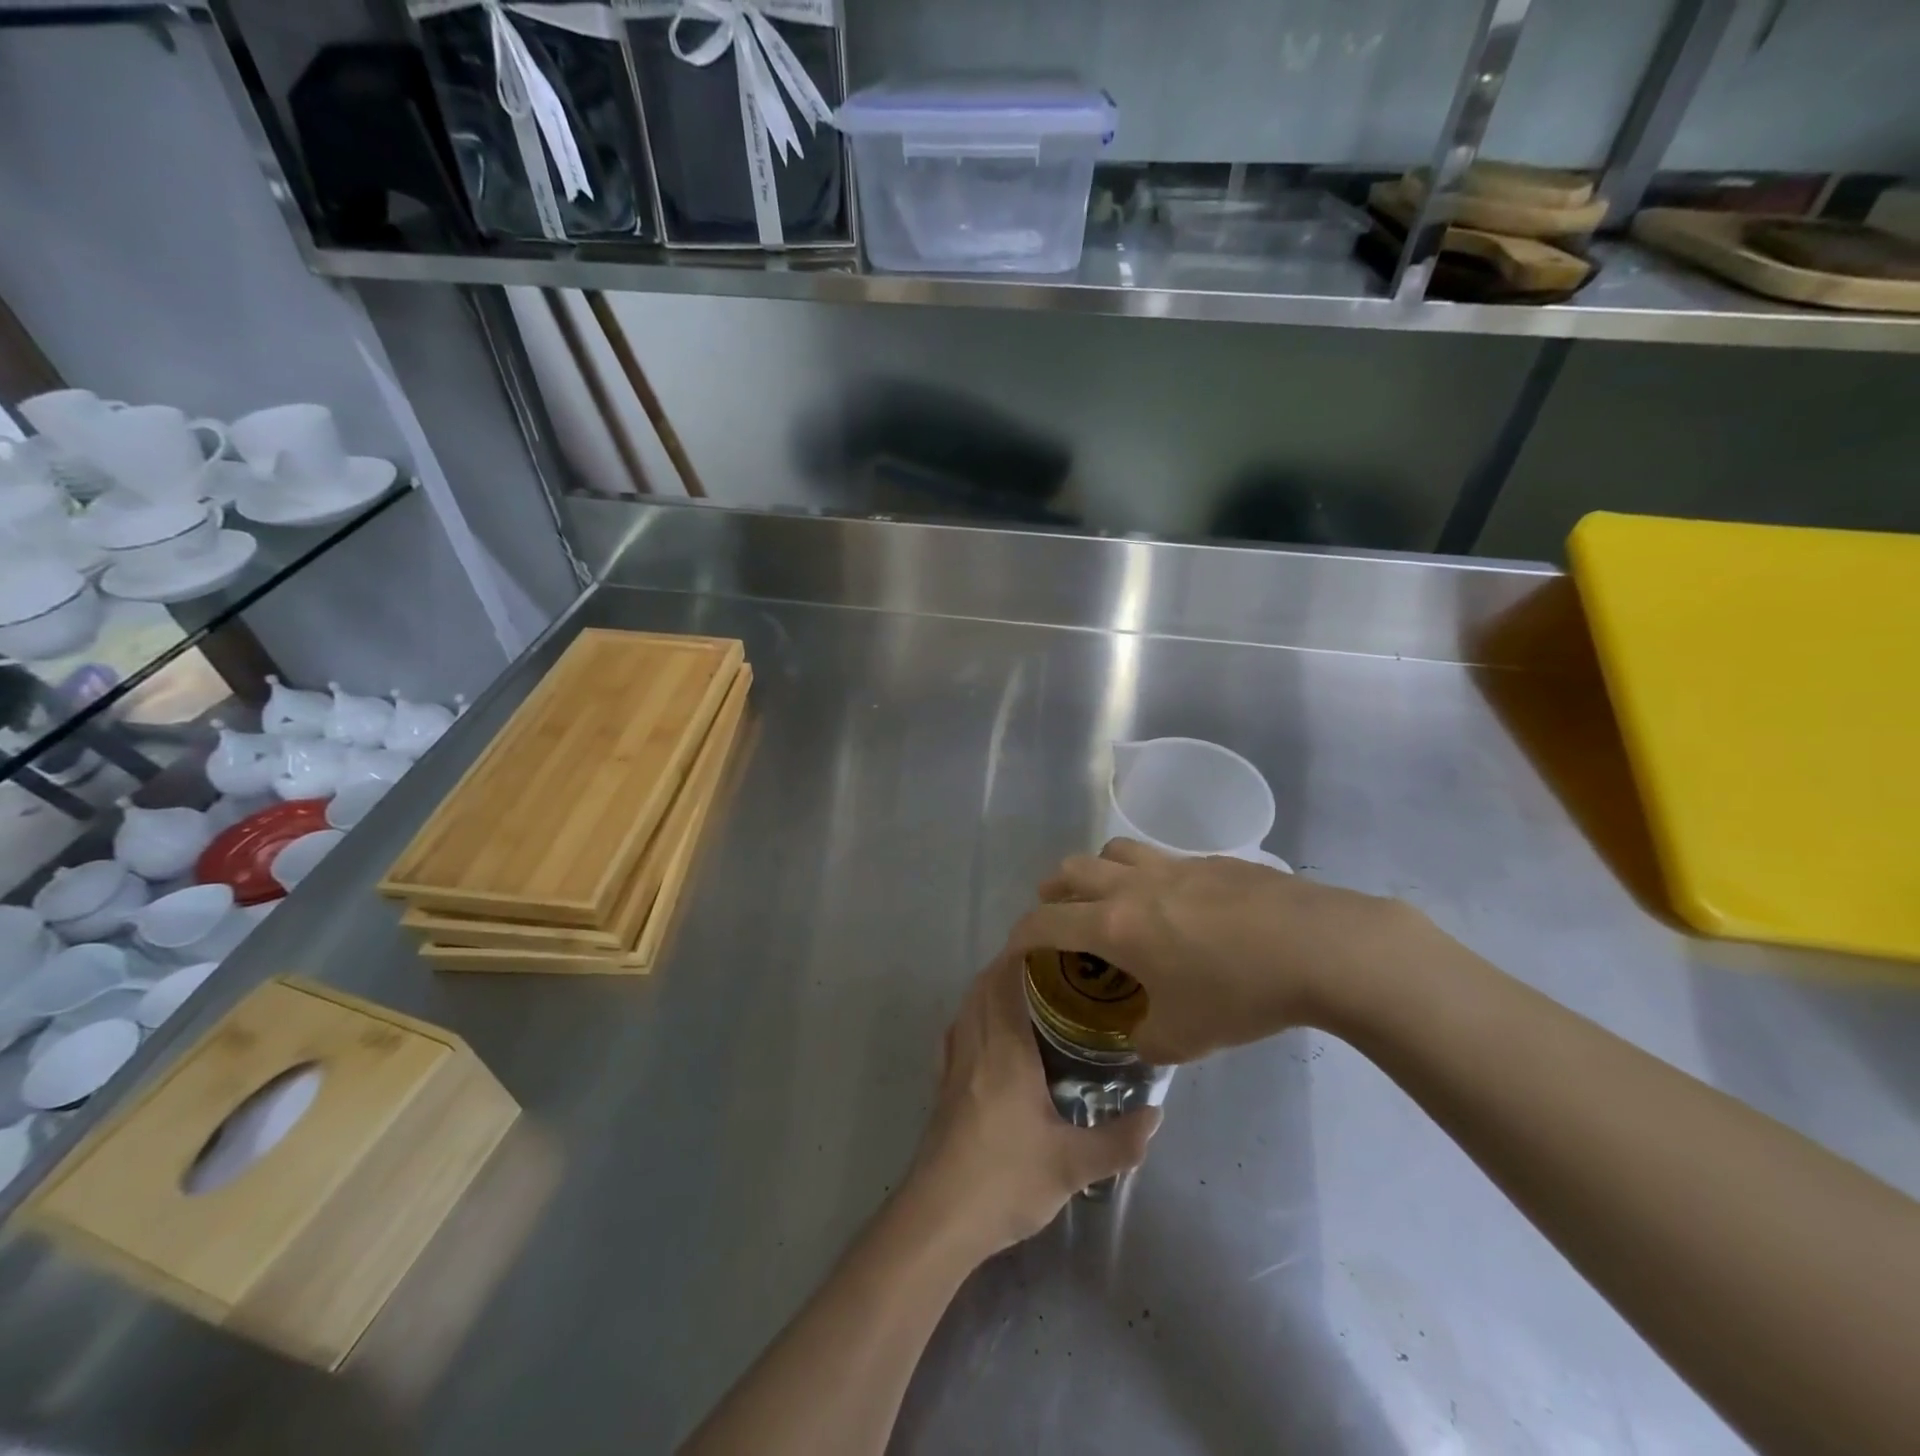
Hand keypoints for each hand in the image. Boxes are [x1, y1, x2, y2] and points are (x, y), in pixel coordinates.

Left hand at [907, 954, 1159, 1259]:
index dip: (1021, 952)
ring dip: (990, 988)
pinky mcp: (943, 1087)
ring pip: (968, 1007)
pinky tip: (992, 1035)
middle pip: (983, 986)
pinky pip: (957, 1032)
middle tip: (1051, 966)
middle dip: (1010, 966)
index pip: (1005, 981)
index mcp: (1004, 1050)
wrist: (938, 1219)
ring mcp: (953, 1065)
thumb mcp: (1072, 1166)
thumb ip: (1118, 1141)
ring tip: (1027, 992)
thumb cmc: (1005, 1180)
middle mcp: (974, 1045)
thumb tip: (1157, 1114)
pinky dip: (974, 1016)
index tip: (1051, 941)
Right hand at [1002, 839, 1432, 1062]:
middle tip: (1059, 915)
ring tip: (1111, 898)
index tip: (1015, 949)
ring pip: (1115, 850)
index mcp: (1114, 926)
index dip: (1020, 934)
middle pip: (1072, 869)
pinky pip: (1163, 858)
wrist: (1317, 946)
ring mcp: (1174, 865)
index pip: (1045, 921)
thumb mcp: (1185, 1038)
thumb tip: (1140, 1039)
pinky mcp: (1211, 861)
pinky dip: (1150, 875)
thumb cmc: (1239, 992)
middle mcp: (1133, 886)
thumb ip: (1148, 1041)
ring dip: (1099, 871)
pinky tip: (1178, 906)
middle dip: (1054, 891)